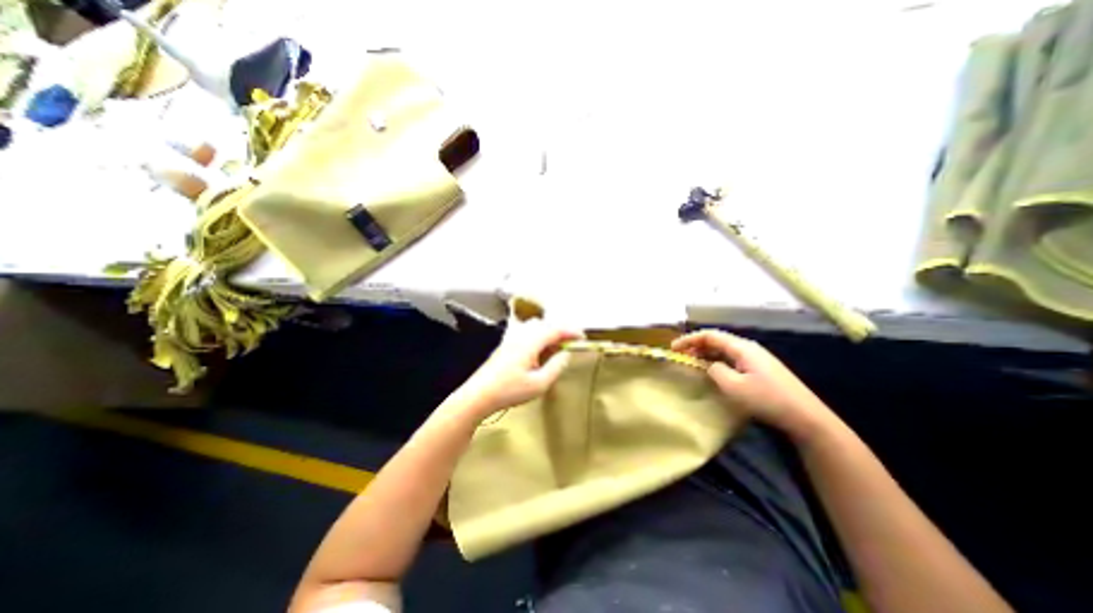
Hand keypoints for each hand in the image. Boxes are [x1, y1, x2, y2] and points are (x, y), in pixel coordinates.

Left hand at [446, 319, 585, 419]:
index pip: (555, 329)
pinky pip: (526, 333)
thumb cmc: (509, 391)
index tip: (582, 338)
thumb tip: (565, 353)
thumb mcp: (539, 384)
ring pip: (535, 327)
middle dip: (560, 331)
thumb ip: (556, 366)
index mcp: (530, 342)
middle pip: (545, 324)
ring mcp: (511, 339)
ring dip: (548, 334)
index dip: (571, 331)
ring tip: (555, 350)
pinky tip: (538, 354)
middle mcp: (521, 335)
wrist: (478, 395)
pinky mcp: (505, 345)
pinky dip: (538, 338)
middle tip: (569, 345)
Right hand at [671, 331, 833, 440]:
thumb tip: (710, 365)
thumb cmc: (767, 400)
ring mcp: (757, 358)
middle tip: (681, 356)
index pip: (710, 335)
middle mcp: (749, 348)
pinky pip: (733, 359)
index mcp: (742, 347)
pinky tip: (714, 371)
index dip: (689, 339)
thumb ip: (715, 370)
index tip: (673, 348)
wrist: (807, 418)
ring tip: (693, 363)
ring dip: (707, 354)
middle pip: (717, 340)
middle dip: (696, 345)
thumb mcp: (733, 387)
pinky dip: (718, 361)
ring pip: (725, 350)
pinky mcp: (761, 369)